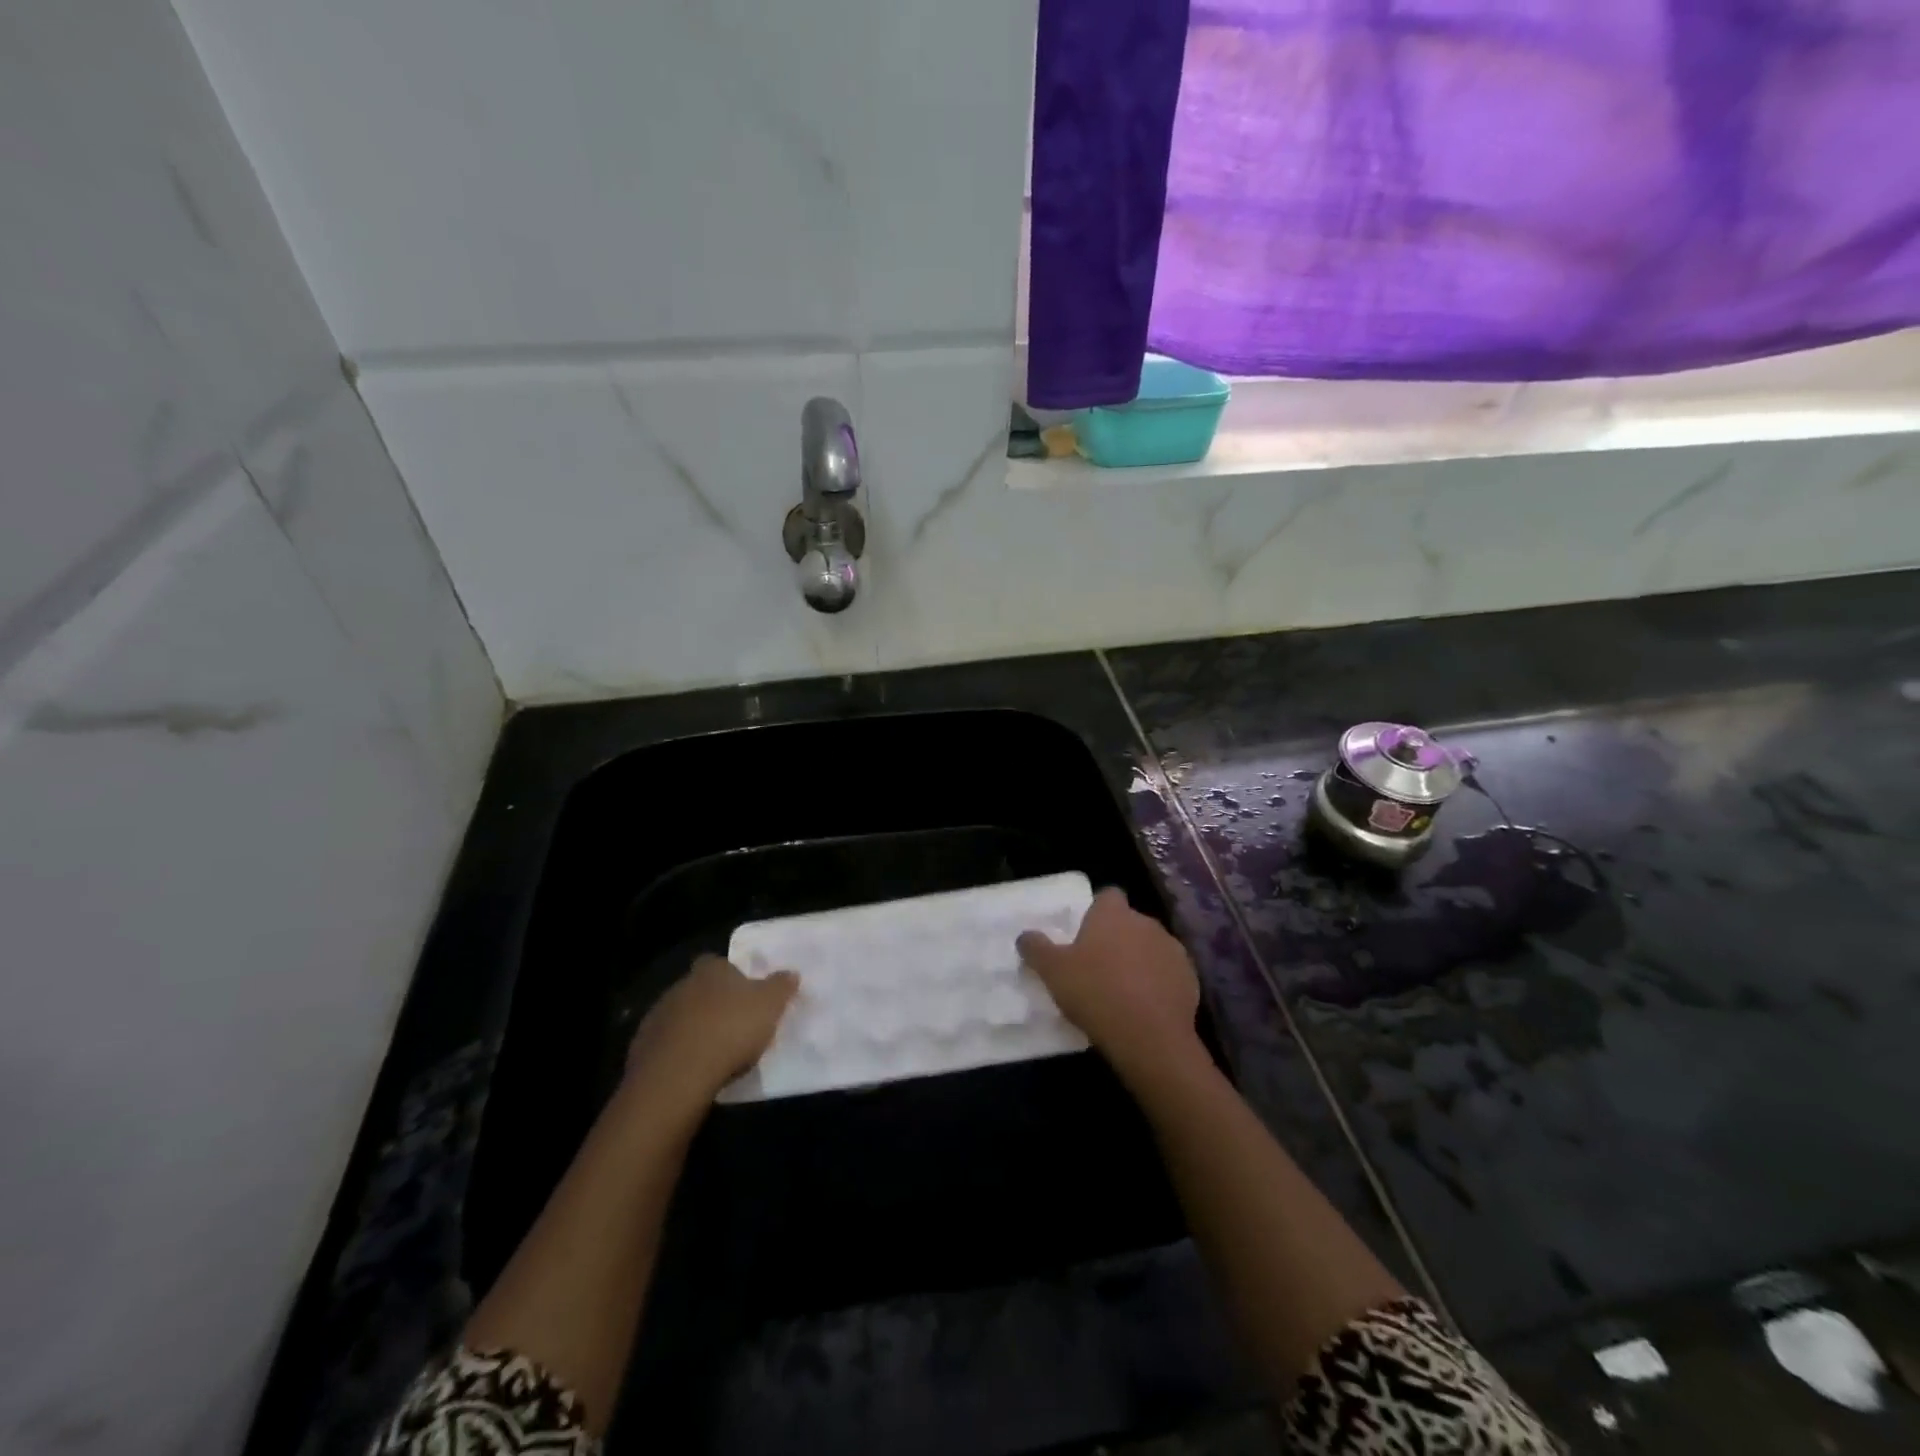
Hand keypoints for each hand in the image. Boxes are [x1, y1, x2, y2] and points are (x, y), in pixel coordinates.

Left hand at [624, 955, 797, 1112]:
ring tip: (715, 1052)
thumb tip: (791, 973)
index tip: (745, 994)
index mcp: (711, 970)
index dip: (732, 976)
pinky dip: (678, 1053)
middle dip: (713, 1003)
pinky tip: (694, 1070)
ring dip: (694, 1029)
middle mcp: (680, 986)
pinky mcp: (642, 1049)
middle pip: (699, 989)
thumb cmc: (730, 1030)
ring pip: (680, 1017)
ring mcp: (657, 1017)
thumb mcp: (770, 1006)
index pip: (719, 963)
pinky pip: (666, 1046)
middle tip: (733, 1024)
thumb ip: (781, 987)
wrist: (677, 1075)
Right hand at [1017, 888, 1201, 1081]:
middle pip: (1129, 922)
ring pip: (1150, 947)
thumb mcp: (1053, 972)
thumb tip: (1025, 935)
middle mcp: (1146, 922)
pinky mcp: (1190, 977)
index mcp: (1113, 914)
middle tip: (1098, 966)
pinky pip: (1168, 973)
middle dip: (1117, 938)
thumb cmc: (1096, 993)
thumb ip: (1036, 948)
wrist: (1150, 1037)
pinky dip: (1158, 983)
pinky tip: (1144, 1007)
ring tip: (1122, 990)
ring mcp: (1172, 949)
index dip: (1096, 912)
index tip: (1084, 934)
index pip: (1107, 896)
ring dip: (1139, 960)